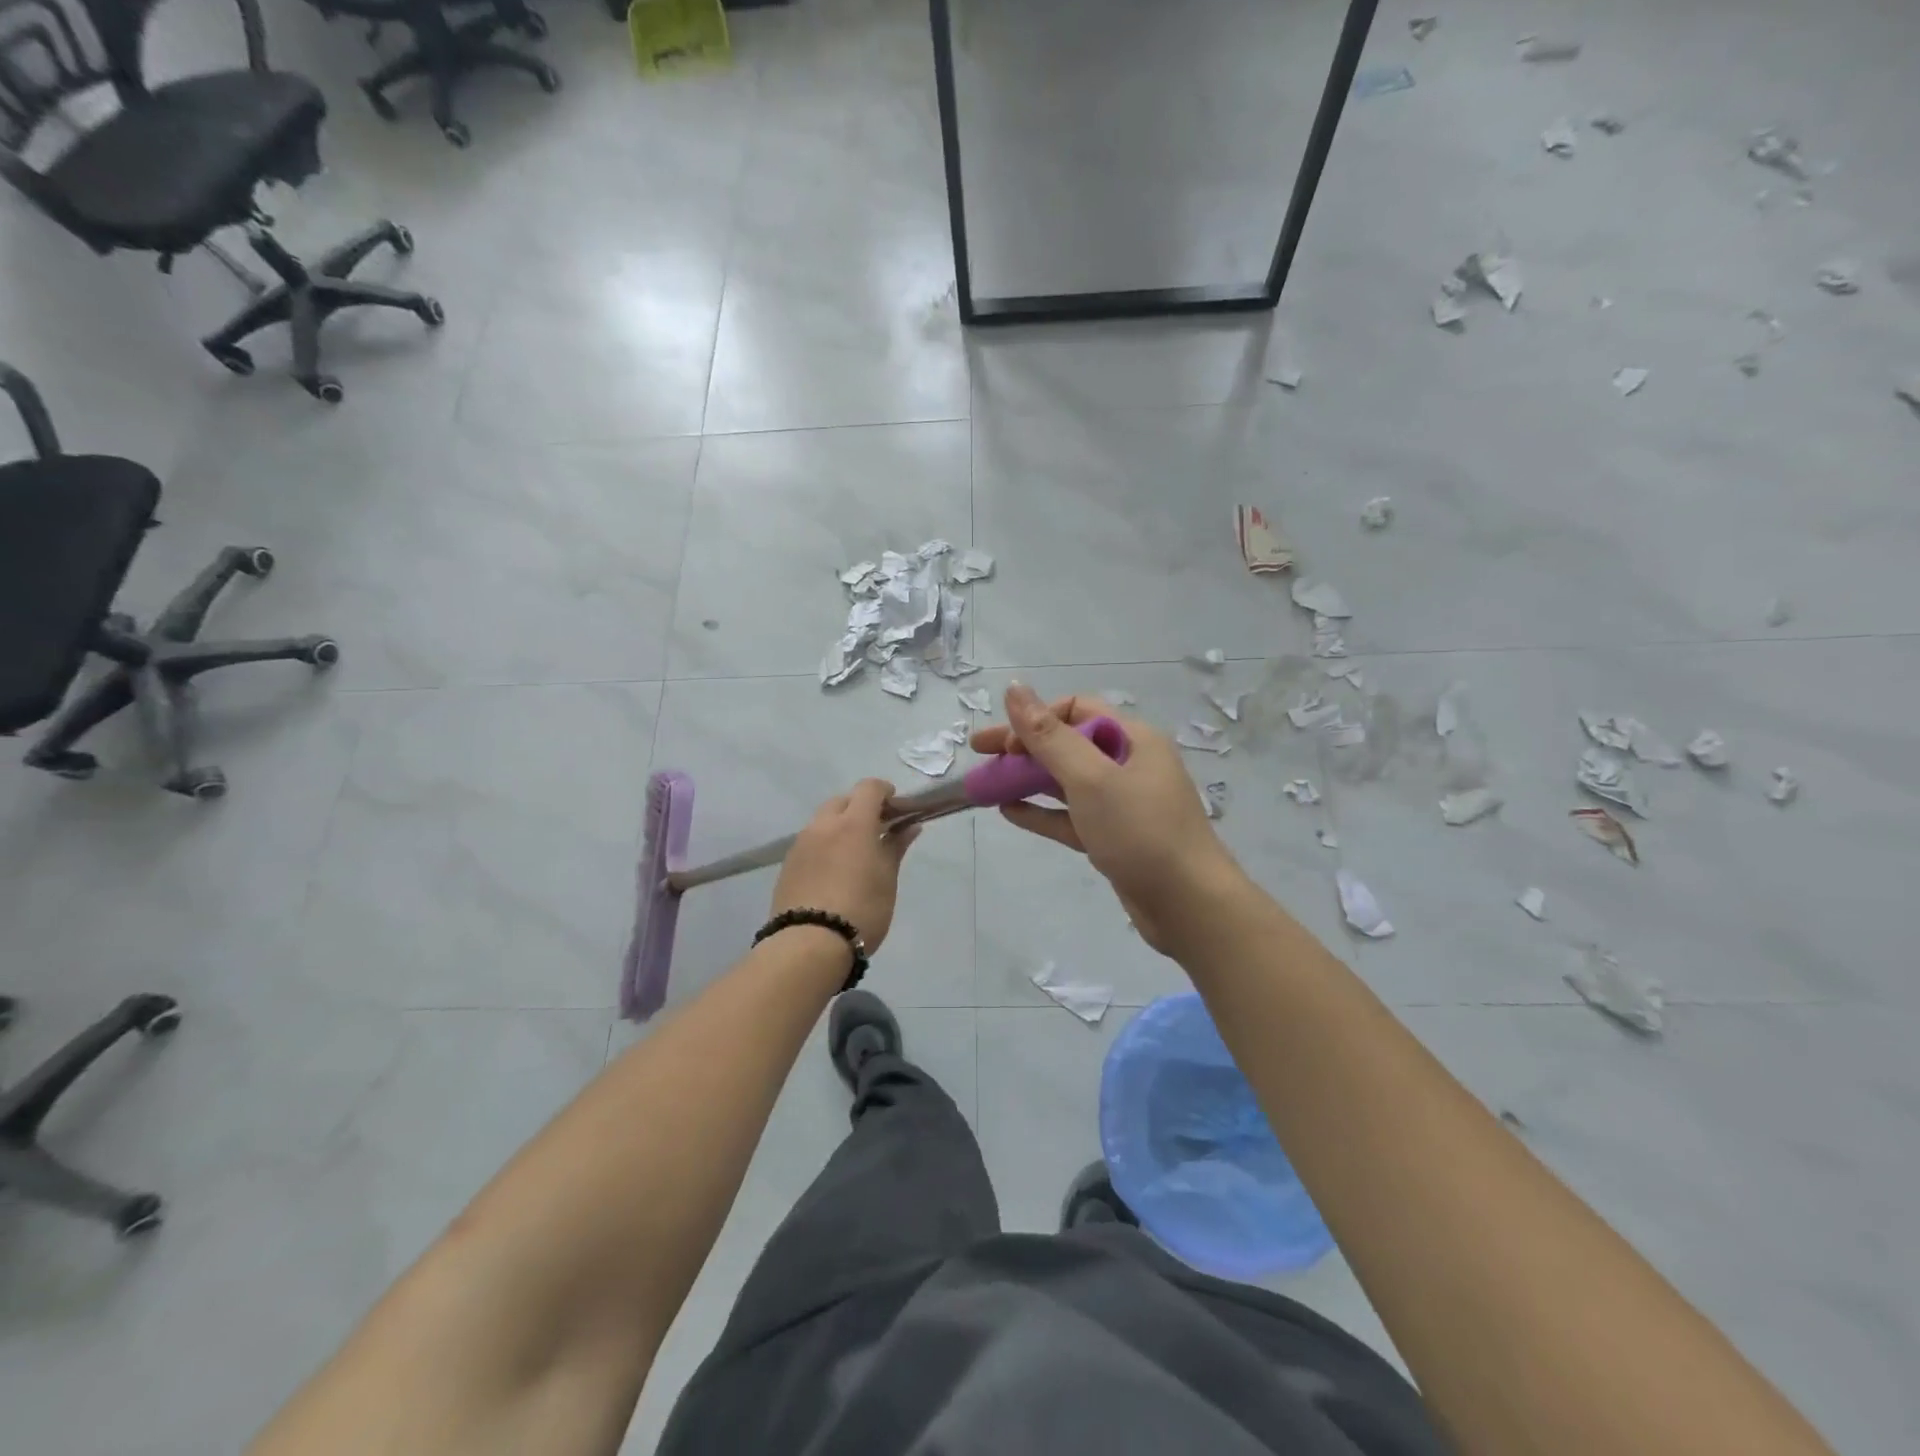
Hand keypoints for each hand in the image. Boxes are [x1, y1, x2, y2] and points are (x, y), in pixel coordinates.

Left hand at [770, 779, 919, 952]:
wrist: (809, 945)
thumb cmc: (861, 909)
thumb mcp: (887, 879)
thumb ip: (896, 846)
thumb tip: (910, 826)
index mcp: (853, 823)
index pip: (868, 788)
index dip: (885, 791)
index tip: (897, 807)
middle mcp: (823, 825)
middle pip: (842, 801)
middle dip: (860, 808)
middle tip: (877, 831)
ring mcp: (801, 844)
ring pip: (823, 821)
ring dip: (840, 826)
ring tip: (855, 854)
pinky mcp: (788, 864)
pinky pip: (810, 842)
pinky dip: (825, 845)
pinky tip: (834, 871)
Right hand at [970, 684, 1245, 953]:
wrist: (1189, 905)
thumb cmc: (1141, 831)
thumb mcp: (1091, 778)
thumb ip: (1049, 736)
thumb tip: (1014, 688)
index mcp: (1132, 739)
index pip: (1076, 709)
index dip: (1036, 719)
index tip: (1006, 744)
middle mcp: (1129, 764)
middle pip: (1066, 744)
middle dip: (1022, 748)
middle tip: (979, 755)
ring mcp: (1122, 803)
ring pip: (1066, 782)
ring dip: (1027, 779)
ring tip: (987, 785)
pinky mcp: (1114, 837)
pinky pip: (1071, 816)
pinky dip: (1042, 812)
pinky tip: (1009, 812)